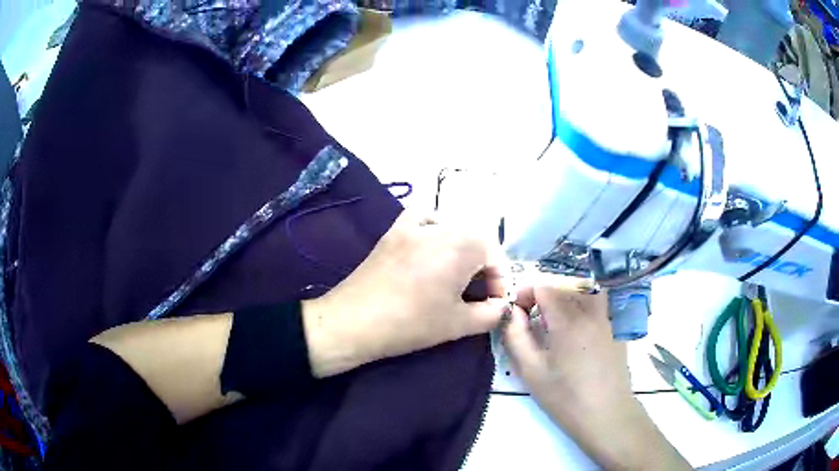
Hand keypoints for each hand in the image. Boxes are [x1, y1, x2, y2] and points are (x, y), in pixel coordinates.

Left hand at [303, 211, 507, 377]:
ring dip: (463, 247)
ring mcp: (412, 226)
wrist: (354, 321)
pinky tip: (431, 246)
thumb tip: (501, 307)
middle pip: (475, 236)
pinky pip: (422, 219)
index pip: (494, 251)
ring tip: (458, 273)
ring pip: (451, 226)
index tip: (494, 302)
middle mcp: (439, 227)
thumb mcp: (458, 324)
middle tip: (479, 292)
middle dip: (484, 264)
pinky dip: (434, 228)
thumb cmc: (411, 324)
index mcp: (460, 245)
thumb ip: (490, 314)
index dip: (500, 278)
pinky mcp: (393, 231)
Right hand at [503, 279, 690, 469]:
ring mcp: (607, 319)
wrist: (605, 414)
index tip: (517, 312)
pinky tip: (578, 335)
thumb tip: (511, 313)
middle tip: (532, 321)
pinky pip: (598, 306)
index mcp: (567, 320)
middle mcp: (590, 311)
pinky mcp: (616, 330)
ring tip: (556, 322)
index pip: (544, 287)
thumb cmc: (564, 396)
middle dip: (543, 297)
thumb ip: (516, 337)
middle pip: (563, 287)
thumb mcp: (531, 371)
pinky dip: (583, 308)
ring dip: (565, 299)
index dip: (526, 294)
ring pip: (583, 293)